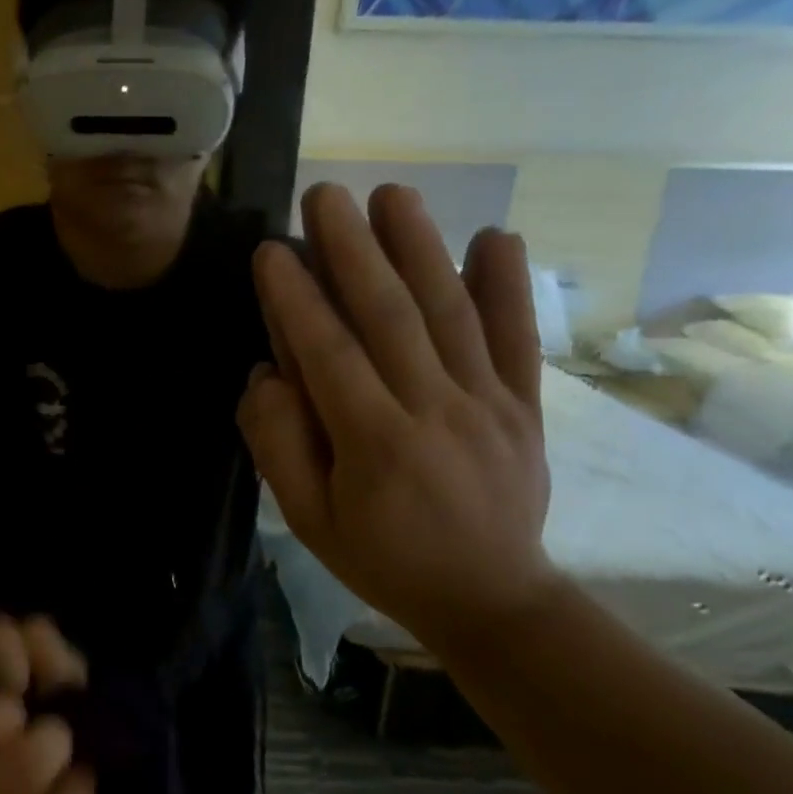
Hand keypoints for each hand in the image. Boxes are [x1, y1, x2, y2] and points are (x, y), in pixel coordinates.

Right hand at [238, 183, 556, 652]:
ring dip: (420, 247)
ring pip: (451, 313)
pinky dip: (509, 286)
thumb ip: (280, 445)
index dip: (297, 298)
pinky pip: (518, 339)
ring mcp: (489, 404)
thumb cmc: (383, 559)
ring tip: (391, 194)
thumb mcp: (309, 520)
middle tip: (324, 195)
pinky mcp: (525, 405)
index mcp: (375, 444)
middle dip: (353, 249)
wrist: (492, 599)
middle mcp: (436, 411)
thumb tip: (267, 373)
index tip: (271, 249)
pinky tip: (497, 236)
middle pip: (391, 316)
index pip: (329, 354)